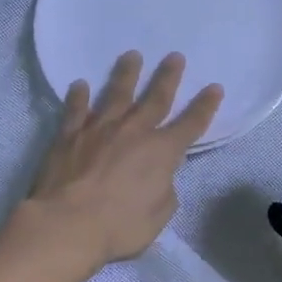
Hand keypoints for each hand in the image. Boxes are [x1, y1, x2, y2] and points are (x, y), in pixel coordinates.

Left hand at [15, 51, 222, 272]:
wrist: (67, 224)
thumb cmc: (119, 226)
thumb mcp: (158, 216)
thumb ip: (164, 191)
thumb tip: (159, 179)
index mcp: (161, 152)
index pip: (191, 124)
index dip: (205, 106)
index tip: (214, 88)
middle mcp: (133, 132)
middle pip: (155, 99)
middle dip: (168, 77)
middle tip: (175, 56)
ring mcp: (99, 130)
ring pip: (116, 94)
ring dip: (126, 74)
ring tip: (132, 55)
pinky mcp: (69, 136)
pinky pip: (75, 111)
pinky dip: (78, 97)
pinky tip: (79, 85)